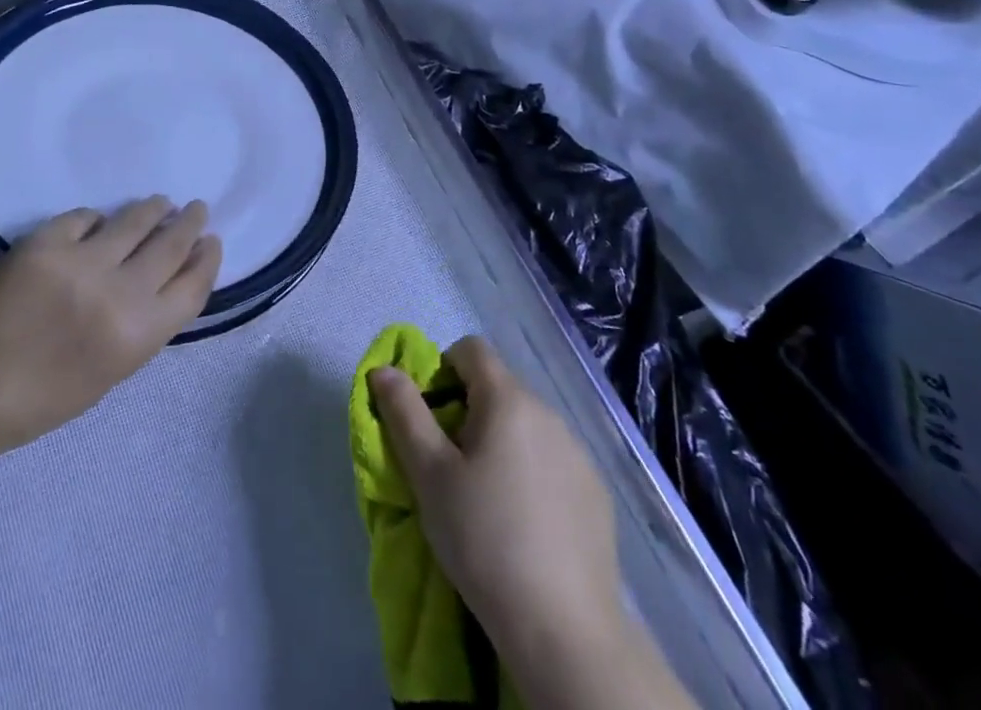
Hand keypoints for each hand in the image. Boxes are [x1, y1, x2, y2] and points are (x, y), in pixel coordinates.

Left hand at [0, 197, 219, 451]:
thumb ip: (147, 320)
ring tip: (158, 204)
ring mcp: (81, 262)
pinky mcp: (46, 241)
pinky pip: (85, 217)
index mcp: (139, 334)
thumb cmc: (51, 392)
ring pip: (134, 220)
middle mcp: (118, 293)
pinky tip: (99, 221)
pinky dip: (96, 219)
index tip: (211, 241)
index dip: (207, 258)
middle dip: (188, 223)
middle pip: (170, 245)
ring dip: (152, 210)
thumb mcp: (117, 367)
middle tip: (195, 209)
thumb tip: (169, 273)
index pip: (193, 284)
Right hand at [369, 338, 626, 701]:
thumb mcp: (429, 474)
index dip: (442, 369)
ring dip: (500, 441)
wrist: (564, 630)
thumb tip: (384, 369)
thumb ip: (403, 412)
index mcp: (508, 399)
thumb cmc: (484, 538)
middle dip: (468, 410)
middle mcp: (549, 412)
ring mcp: (579, 453)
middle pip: (498, 387)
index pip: (470, 349)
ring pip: (526, 425)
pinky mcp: (596, 493)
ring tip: (486, 497)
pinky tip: (524, 523)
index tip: (431, 417)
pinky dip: (531, 472)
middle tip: (450, 464)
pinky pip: (552, 460)